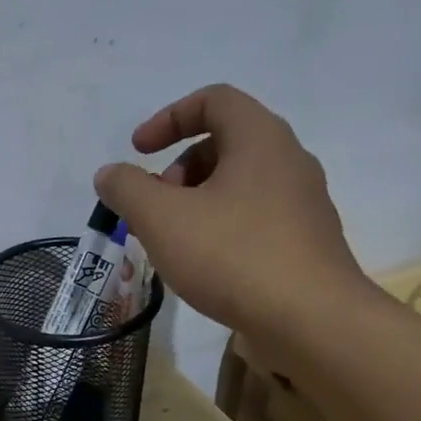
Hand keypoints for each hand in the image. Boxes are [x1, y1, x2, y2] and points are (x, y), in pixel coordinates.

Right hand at [93, 84, 376, 365]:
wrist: (310, 320)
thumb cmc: (232, 256)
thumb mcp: (162, 219)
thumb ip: (127, 189)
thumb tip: (110, 174)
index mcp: (260, 139)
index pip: (214, 100)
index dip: (168, 117)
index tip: (138, 152)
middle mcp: (289, 161)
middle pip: (225, 143)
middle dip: (179, 169)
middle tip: (155, 206)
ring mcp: (303, 203)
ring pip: (239, 184)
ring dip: (197, 201)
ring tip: (173, 241)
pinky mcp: (304, 242)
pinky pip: (254, 217)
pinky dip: (220, 227)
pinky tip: (203, 266)